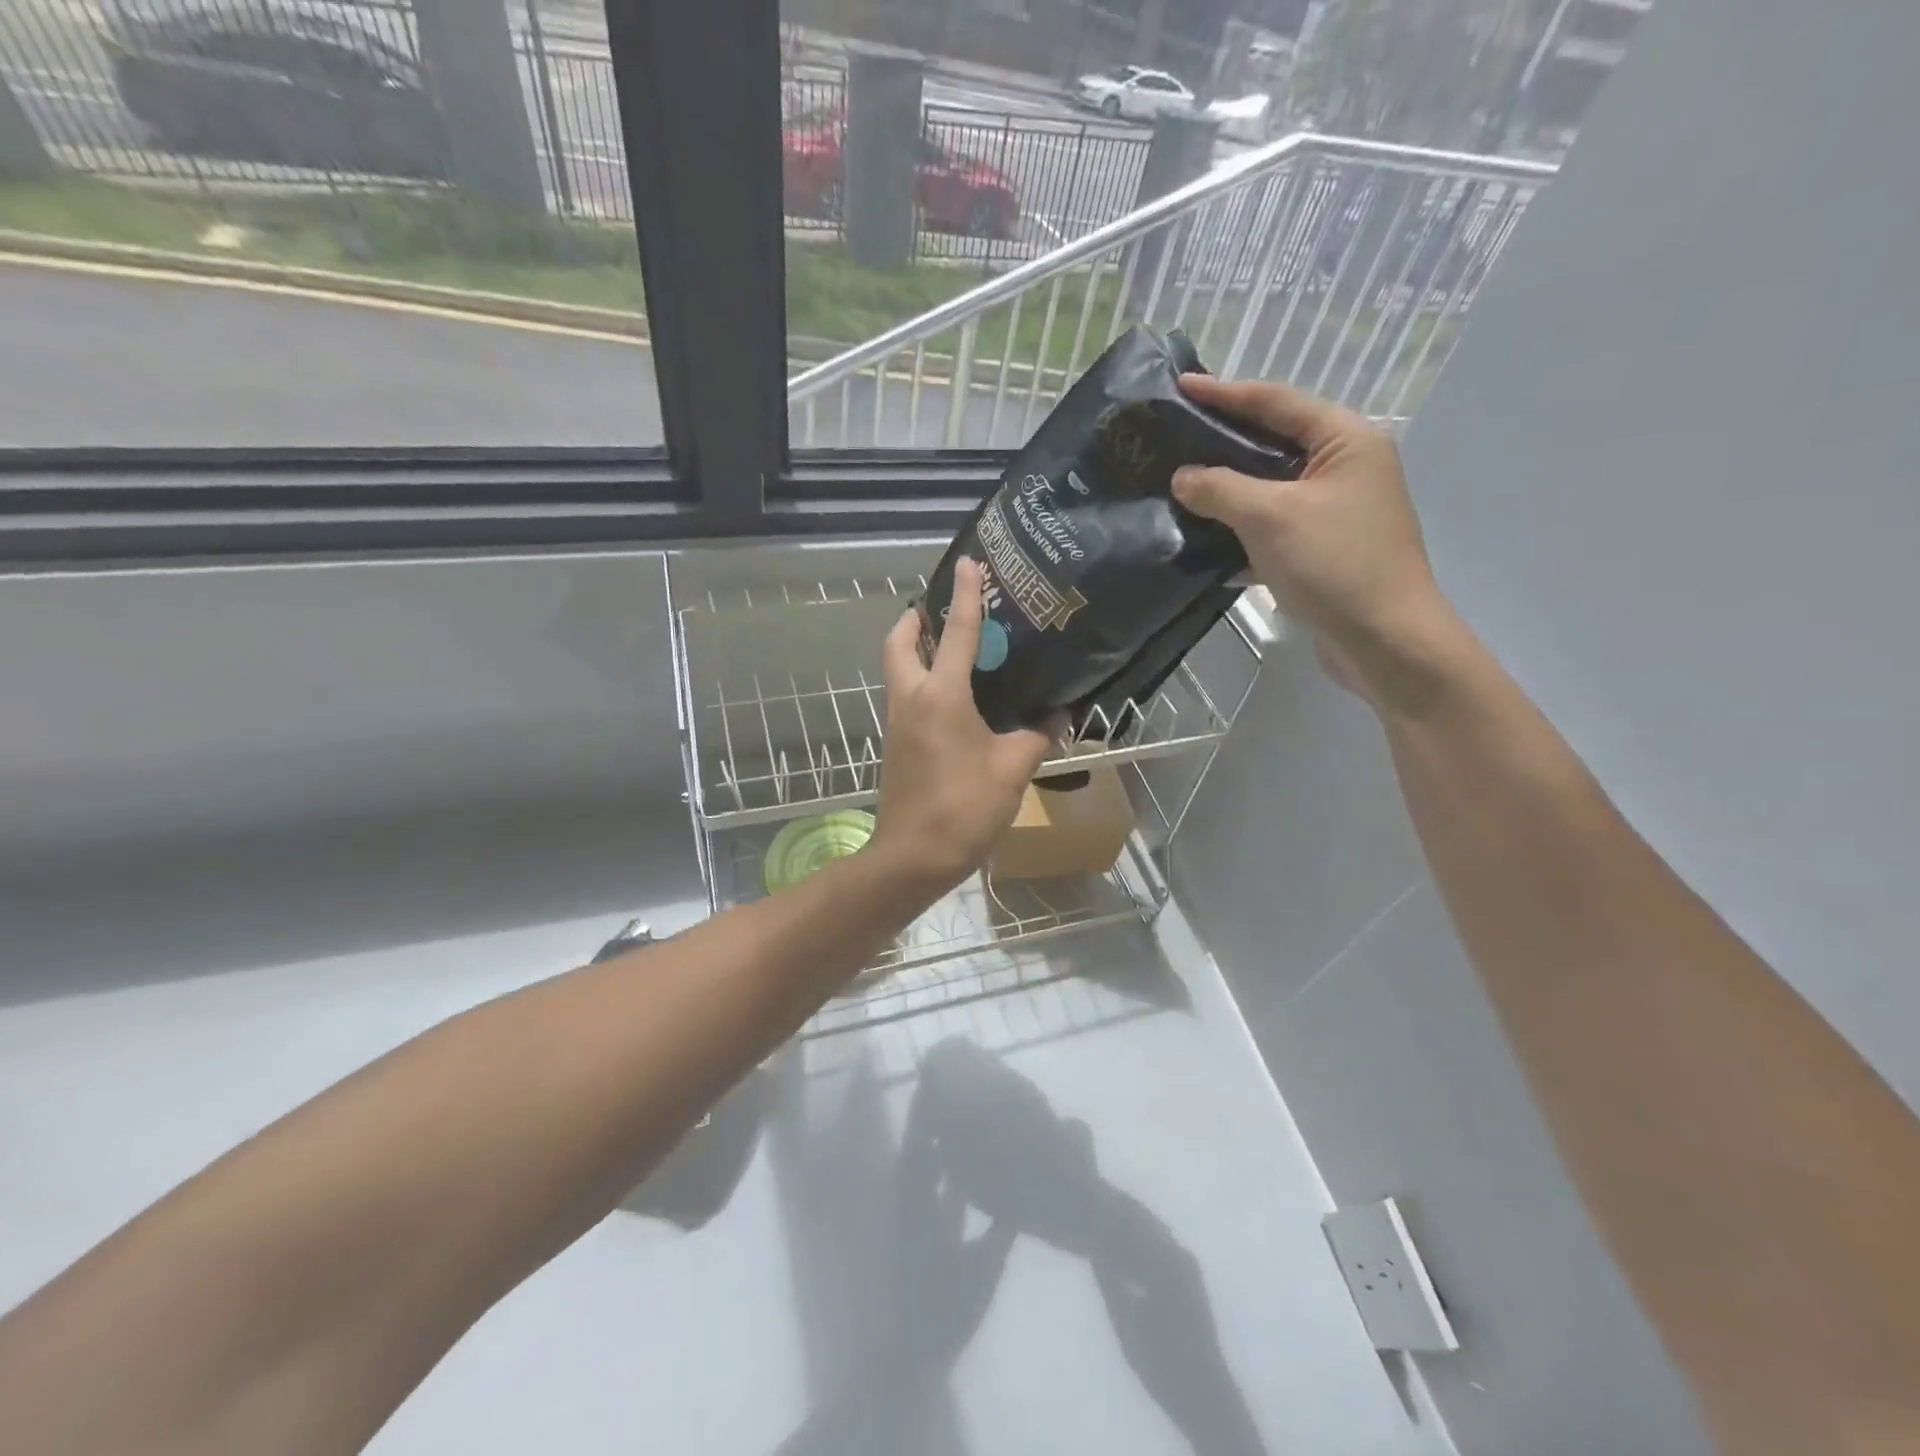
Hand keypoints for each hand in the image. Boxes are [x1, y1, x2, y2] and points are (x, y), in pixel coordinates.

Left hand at [873, 558, 1055, 891]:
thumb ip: (1037, 736)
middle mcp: (912, 698)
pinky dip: (923, 681)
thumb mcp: (1012, 769)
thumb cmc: (964, 807)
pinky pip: (907, 696)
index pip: (957, 632)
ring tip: (955, 648)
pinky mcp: (897, 744)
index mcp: (940, 695)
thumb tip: (1059, 716)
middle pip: (900, 643)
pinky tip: (956, 697)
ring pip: (899, 670)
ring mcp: (898, 722)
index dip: (965, 595)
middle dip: (916, 619)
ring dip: (917, 650)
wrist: (913, 856)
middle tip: (942, 611)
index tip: (969, 564)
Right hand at [1172, 374, 1458, 707]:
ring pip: (1270, 489)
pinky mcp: (1323, 550)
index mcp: (1345, 440)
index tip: (1181, 386)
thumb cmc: (1334, 564)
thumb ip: (1220, 488)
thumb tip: (1182, 477)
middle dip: (1223, 443)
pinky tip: (1204, 540)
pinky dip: (1241, 530)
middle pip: (1274, 443)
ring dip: (1227, 491)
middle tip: (1174, 438)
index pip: (1276, 402)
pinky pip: (1273, 527)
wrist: (1383, 641)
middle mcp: (1345, 467)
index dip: (1225, 393)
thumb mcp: (1269, 517)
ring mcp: (1335, 511)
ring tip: (1178, 487)